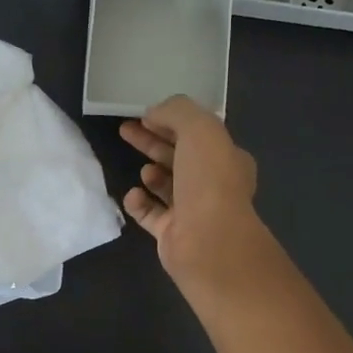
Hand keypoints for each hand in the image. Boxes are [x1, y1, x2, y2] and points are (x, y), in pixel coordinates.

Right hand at [120, 96, 265, 286]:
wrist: (208, 241)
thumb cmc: (209, 180)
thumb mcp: (199, 128)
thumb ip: (176, 112)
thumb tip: (153, 113)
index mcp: (227, 158)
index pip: (197, 134)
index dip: (170, 121)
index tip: (143, 115)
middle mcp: (212, 184)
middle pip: (178, 157)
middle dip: (152, 142)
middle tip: (125, 130)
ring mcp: (192, 212)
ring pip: (166, 186)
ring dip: (152, 174)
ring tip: (144, 171)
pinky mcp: (172, 234)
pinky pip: (150, 214)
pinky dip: (139, 203)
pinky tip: (132, 196)